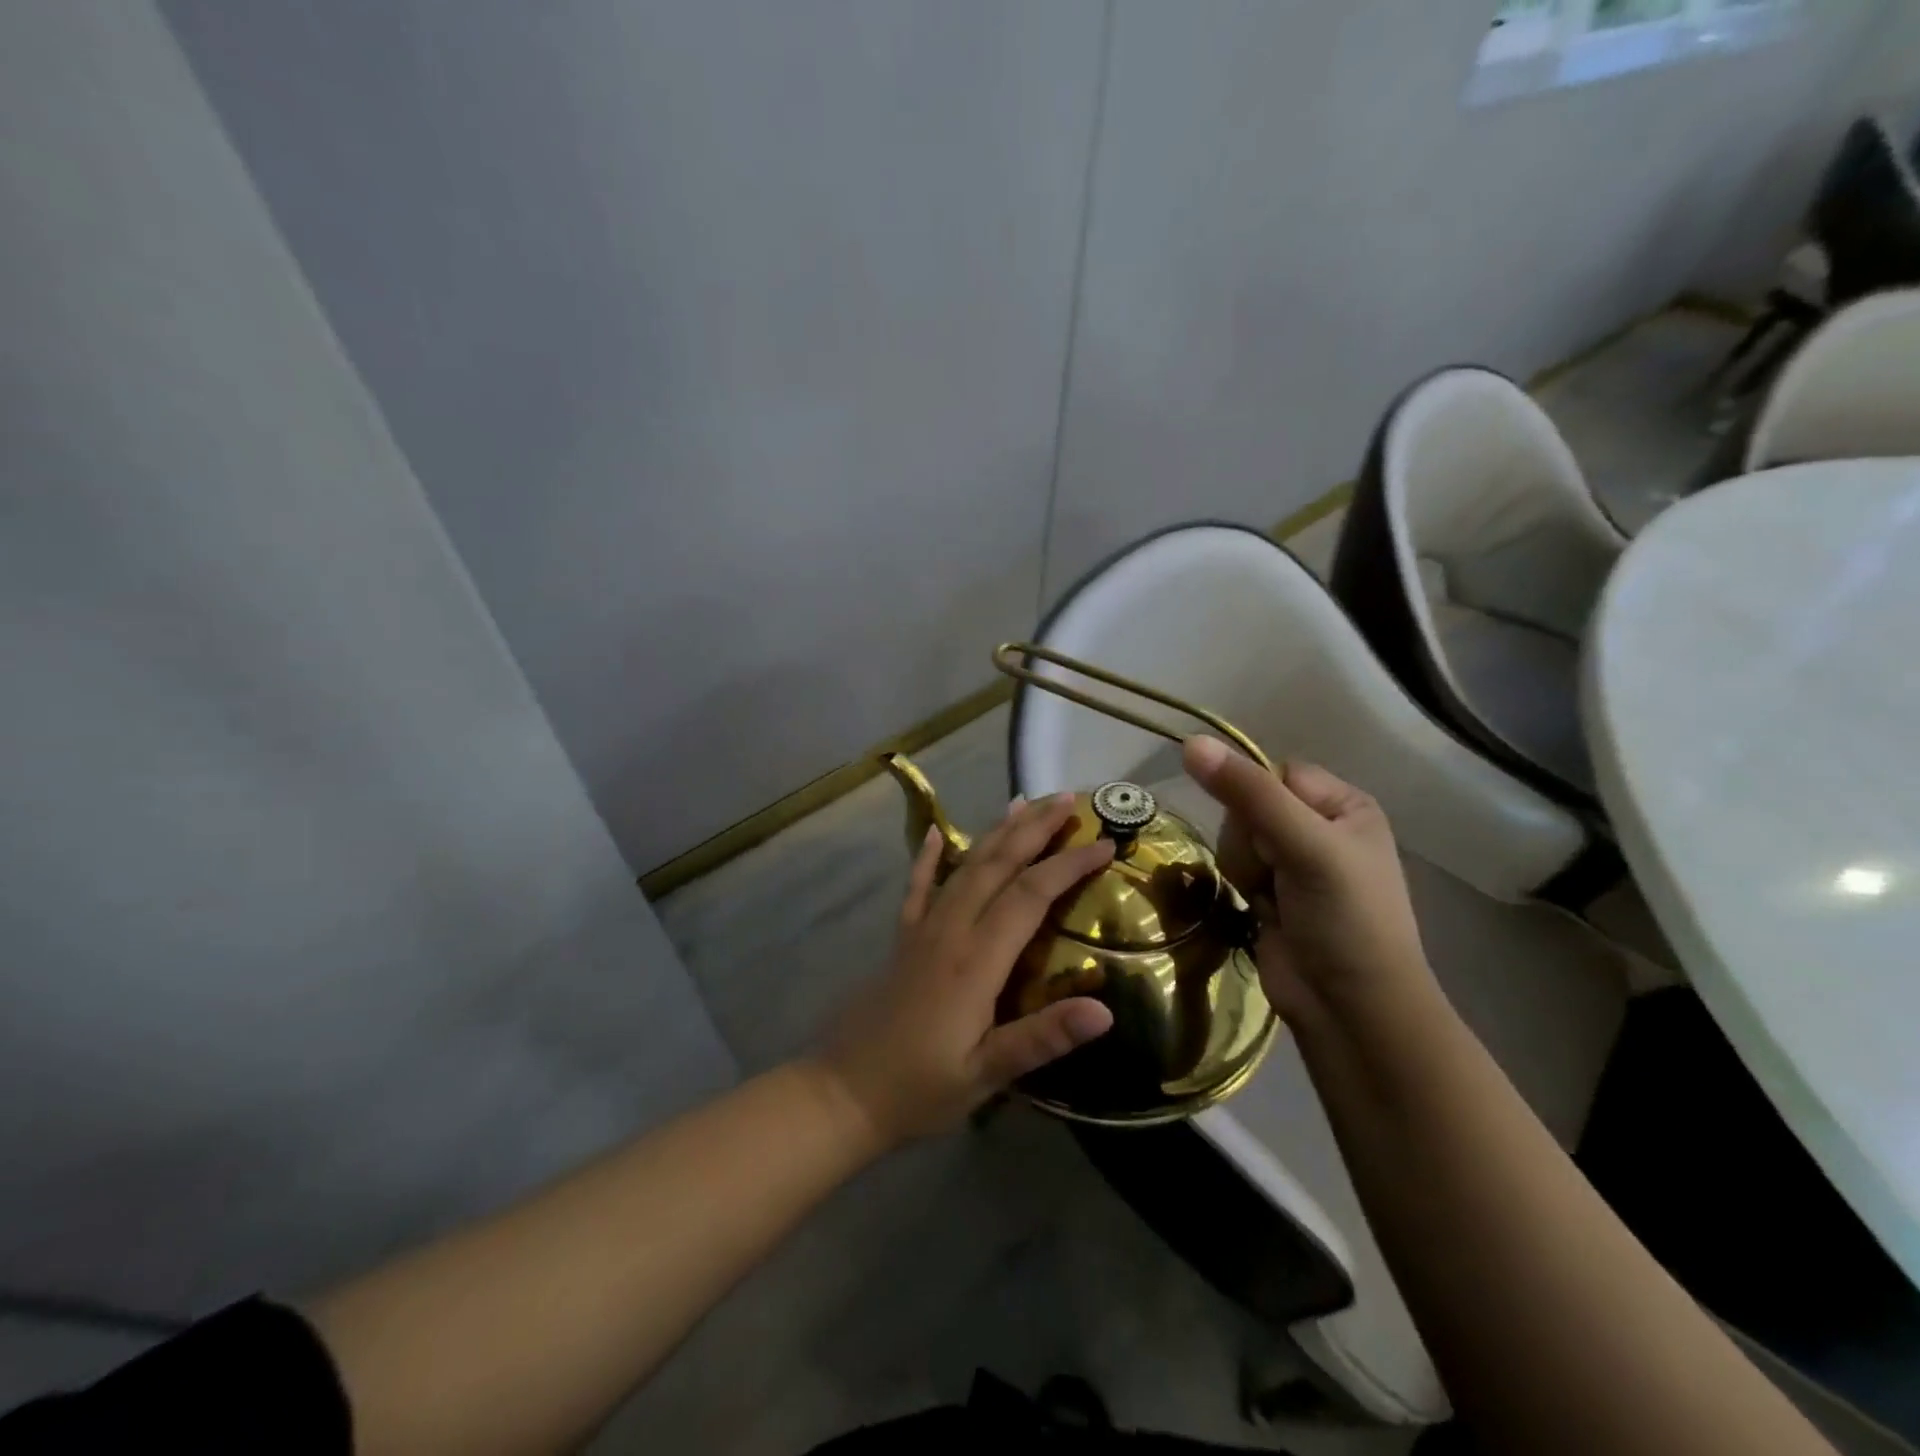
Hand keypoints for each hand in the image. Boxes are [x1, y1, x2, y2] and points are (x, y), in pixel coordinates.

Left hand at [817, 794, 1116, 1145]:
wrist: (842, 1092)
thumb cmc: (920, 1088)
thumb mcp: (985, 1075)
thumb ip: (1042, 1039)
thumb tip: (1105, 1011)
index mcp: (976, 961)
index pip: (1030, 896)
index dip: (1068, 866)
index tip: (1104, 843)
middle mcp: (950, 931)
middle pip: (998, 865)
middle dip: (1034, 829)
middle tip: (1067, 799)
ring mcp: (922, 930)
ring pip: (965, 867)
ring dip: (997, 833)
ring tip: (1022, 803)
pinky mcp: (902, 939)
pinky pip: (918, 887)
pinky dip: (930, 857)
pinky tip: (938, 832)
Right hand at [1183, 736, 1434, 1024]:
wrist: (1350, 1010)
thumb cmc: (1346, 919)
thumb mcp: (1305, 846)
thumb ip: (1247, 793)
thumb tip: (1191, 742)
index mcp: (1344, 805)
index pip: (1273, 773)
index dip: (1256, 799)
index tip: (1267, 834)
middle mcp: (1319, 827)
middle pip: (1248, 806)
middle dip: (1251, 843)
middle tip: (1278, 875)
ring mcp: (1293, 862)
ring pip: (1235, 838)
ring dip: (1245, 869)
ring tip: (1272, 901)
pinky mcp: (1271, 893)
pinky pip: (1234, 867)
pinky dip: (1242, 888)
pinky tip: (1263, 912)